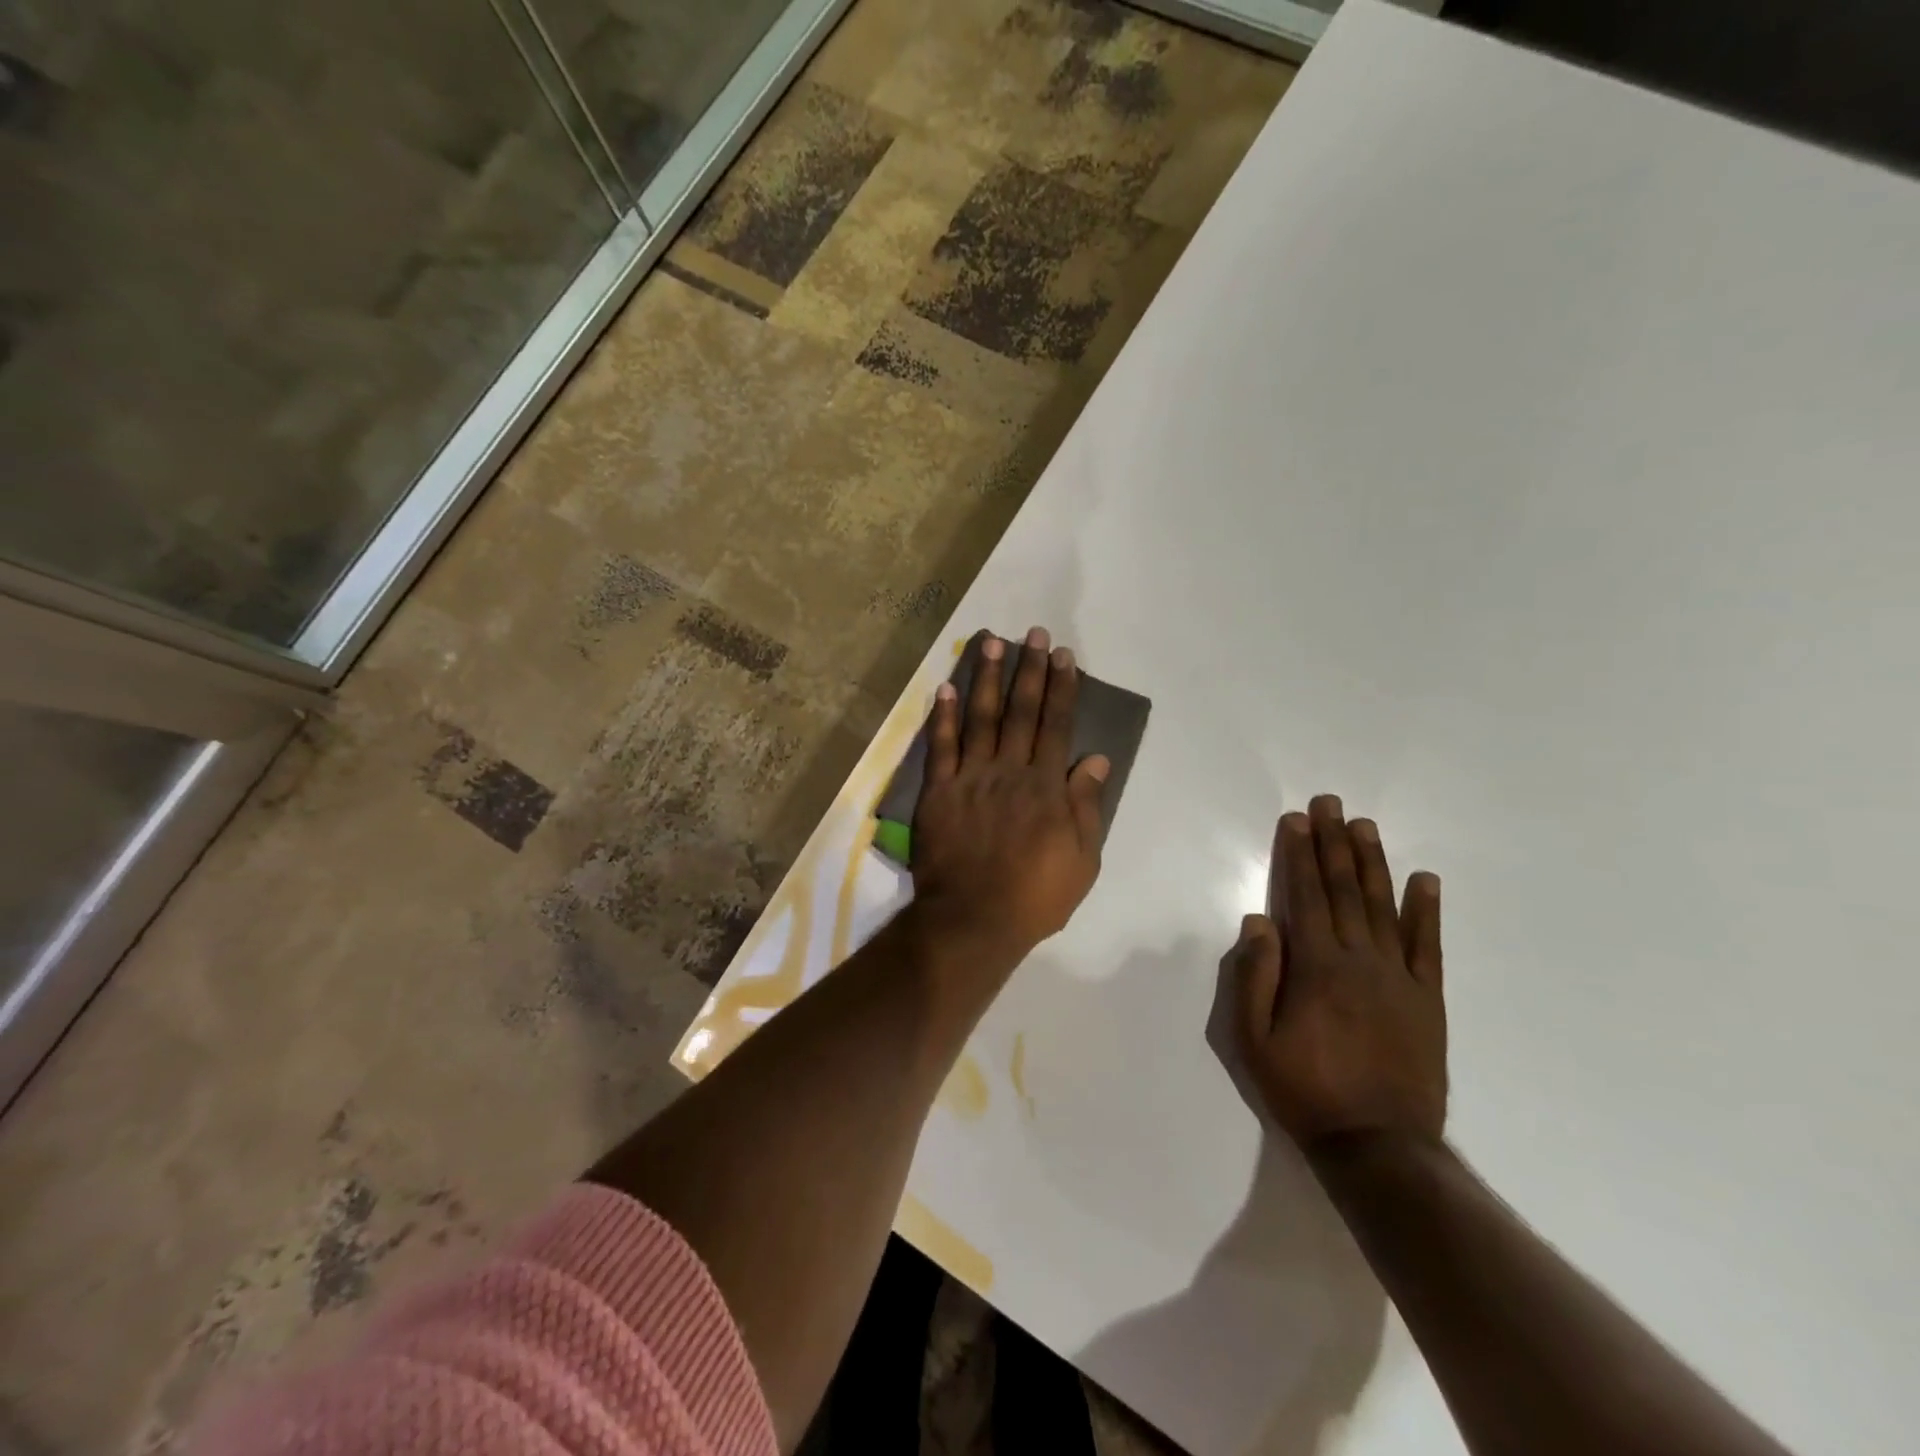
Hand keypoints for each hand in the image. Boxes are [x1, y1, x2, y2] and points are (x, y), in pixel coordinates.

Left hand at [911, 628, 1109, 963]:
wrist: (973, 919)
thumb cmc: (1035, 896)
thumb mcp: (1082, 860)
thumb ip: (1086, 805)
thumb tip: (1095, 758)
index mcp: (1046, 786)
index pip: (1056, 725)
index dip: (1062, 688)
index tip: (1064, 656)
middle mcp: (1010, 770)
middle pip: (1021, 711)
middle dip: (1029, 670)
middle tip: (1033, 633)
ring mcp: (971, 778)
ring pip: (980, 717)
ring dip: (986, 678)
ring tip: (991, 642)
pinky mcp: (939, 791)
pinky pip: (940, 747)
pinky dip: (942, 717)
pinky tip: (944, 688)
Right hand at [1229, 795, 1446, 1152]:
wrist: (1378, 1146)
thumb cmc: (1304, 1090)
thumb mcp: (1253, 1040)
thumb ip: (1255, 977)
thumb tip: (1259, 920)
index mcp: (1315, 968)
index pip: (1304, 897)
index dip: (1298, 855)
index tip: (1297, 819)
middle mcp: (1360, 961)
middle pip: (1344, 891)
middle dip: (1334, 843)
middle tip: (1332, 803)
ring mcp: (1400, 978)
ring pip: (1384, 907)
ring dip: (1372, 863)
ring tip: (1365, 826)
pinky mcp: (1428, 1001)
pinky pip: (1428, 947)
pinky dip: (1427, 911)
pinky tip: (1425, 879)